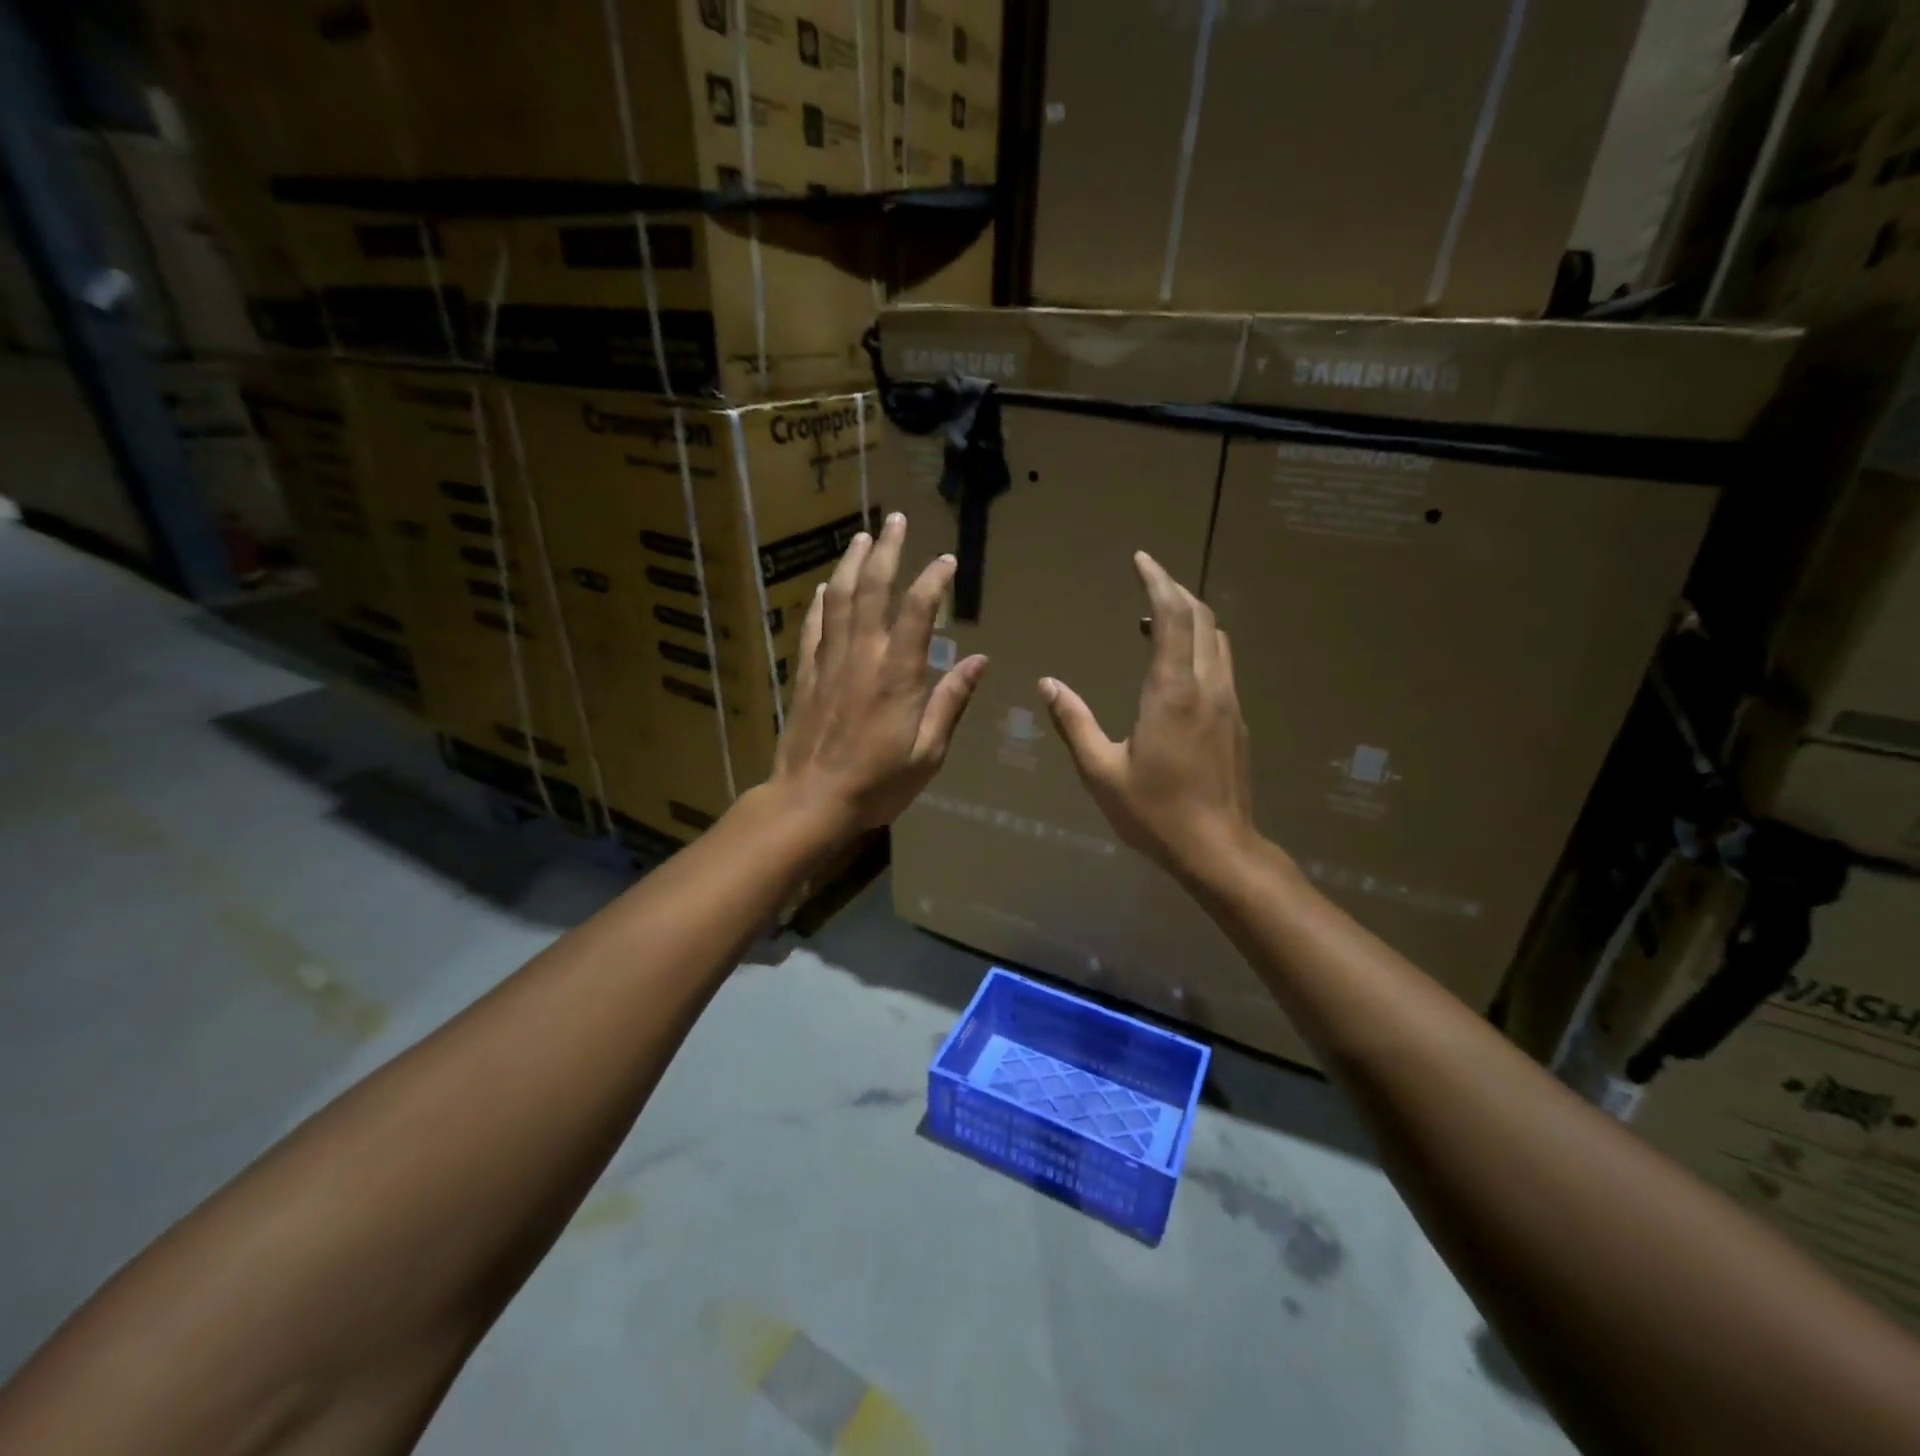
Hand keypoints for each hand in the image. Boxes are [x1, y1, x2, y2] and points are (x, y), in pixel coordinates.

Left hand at [771, 512, 988, 832]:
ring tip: (862, 537)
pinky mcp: (805, 676)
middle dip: (886, 551)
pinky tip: (827, 586)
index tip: (946, 559)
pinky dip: (821, 602)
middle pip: (873, 590)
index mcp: (897, 675)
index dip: (933, 580)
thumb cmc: (878, 784)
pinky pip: (814, 628)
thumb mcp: (928, 752)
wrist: (811, 801)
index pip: (917, 611)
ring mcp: (829, 663)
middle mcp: (862, 657)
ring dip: (852, 564)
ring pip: (840, 600)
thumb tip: (979, 660)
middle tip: (894, 519)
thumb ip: (951, 702)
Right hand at [1040, 551, 1256, 881]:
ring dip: (1190, 616)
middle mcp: (1207, 686)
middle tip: (1147, 577)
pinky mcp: (1236, 720)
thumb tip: (1047, 684)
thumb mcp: (1101, 771)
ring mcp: (1228, 702)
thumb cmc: (1154, 812)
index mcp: (1172, 692)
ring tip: (1155, 617)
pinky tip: (1175, 664)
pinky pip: (1221, 662)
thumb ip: (1074, 723)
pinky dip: (1199, 643)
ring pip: (1217, 639)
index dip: (1157, 581)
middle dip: (1174, 589)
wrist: (1218, 849)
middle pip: (1201, 617)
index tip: (1141, 559)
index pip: (1173, 617)